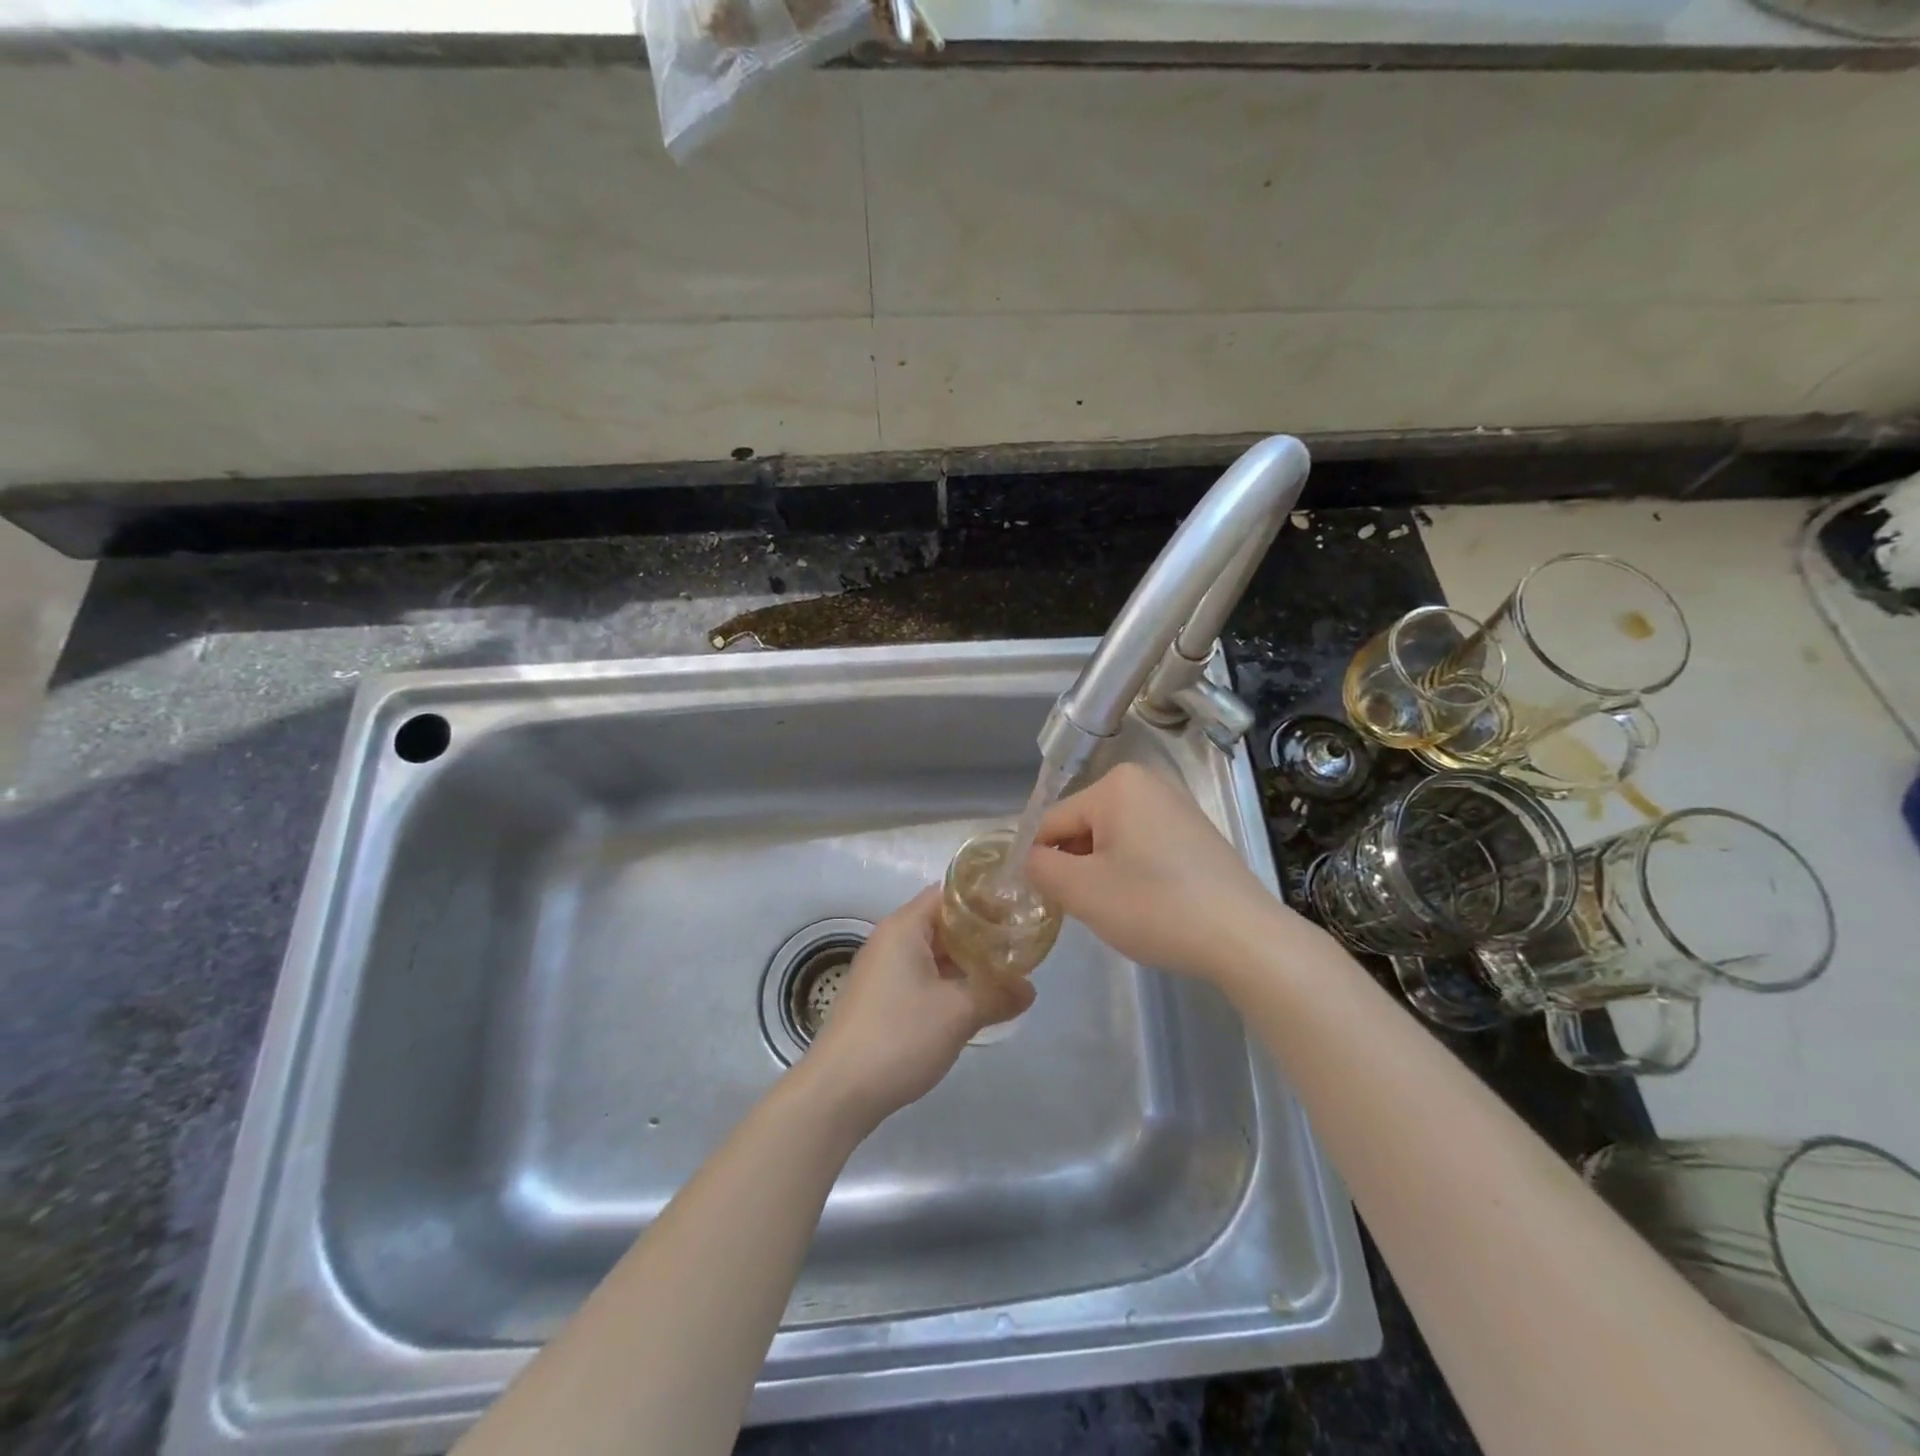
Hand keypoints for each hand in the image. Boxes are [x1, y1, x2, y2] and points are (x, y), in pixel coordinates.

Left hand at [802, 888, 1034, 1122]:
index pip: (948, 894)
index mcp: (904, 928)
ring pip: (933, 953)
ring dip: (966, 962)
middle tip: (1019, 944)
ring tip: (1005, 973)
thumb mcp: (958, 1014)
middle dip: (980, 933)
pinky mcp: (881, 999)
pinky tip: (973, 1001)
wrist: (838, 1092)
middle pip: (941, 923)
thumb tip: (1030, 989)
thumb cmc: (899, 1036)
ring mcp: (882, 971)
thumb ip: (997, 994)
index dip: (984, 899)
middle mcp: (890, 940)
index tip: (1017, 910)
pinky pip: (922, 977)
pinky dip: (948, 982)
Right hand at [1024, 761, 1294, 982]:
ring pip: (1111, 841)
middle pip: (1082, 828)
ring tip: (1121, 910)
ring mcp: (1176, 806)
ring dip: (1102, 874)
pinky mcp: (1195, 833)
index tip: (1047, 901)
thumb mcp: (1081, 890)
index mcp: (1115, 784)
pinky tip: (1148, 905)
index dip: (1041, 864)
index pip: (1052, 823)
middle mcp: (1146, 783)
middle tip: (1089, 909)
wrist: (1245, 938)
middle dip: (1076, 867)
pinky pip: (1142, 847)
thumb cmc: (1155, 906)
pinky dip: (1133, 874)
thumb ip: (1039, 867)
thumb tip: (1030, 858)